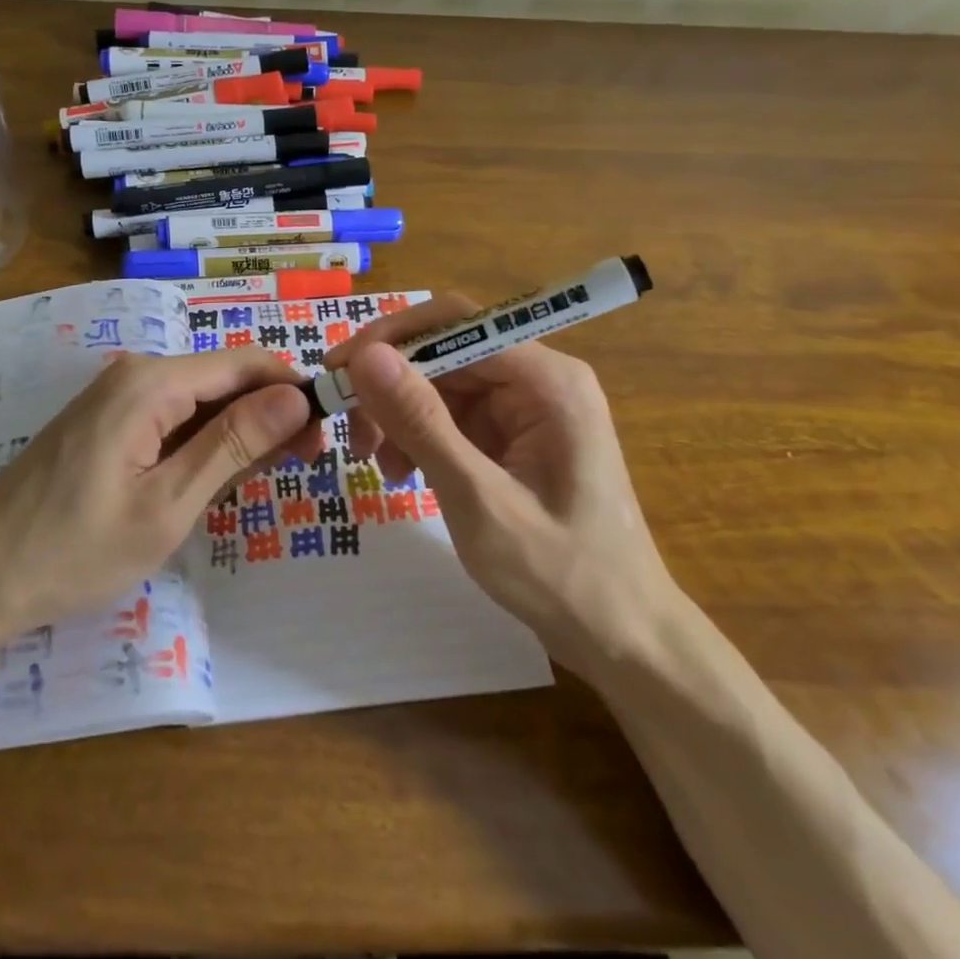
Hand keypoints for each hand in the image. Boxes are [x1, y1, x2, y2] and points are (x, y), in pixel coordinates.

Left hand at [0, 348, 319, 640]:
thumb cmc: (73, 549)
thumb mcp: (167, 504)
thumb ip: (234, 444)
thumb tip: (297, 395)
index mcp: (151, 382)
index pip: (246, 363)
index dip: (294, 390)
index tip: (326, 435)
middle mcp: (136, 374)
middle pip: (225, 380)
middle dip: (271, 415)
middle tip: (302, 468)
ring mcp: (117, 398)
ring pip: (201, 402)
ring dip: (239, 434)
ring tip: (261, 483)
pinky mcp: (107, 423)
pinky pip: (173, 420)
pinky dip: (204, 445)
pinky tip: (214, 481)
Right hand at [324, 296, 673, 661]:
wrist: (621, 635)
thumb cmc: (559, 573)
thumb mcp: (478, 499)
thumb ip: (422, 422)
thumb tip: (367, 357)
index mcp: (547, 380)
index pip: (455, 323)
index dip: (390, 339)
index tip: (338, 373)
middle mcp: (540, 379)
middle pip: (446, 352)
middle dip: (392, 386)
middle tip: (352, 433)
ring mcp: (530, 408)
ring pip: (444, 384)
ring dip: (402, 415)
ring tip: (379, 465)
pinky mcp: (518, 435)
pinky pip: (455, 416)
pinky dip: (422, 437)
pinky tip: (403, 472)